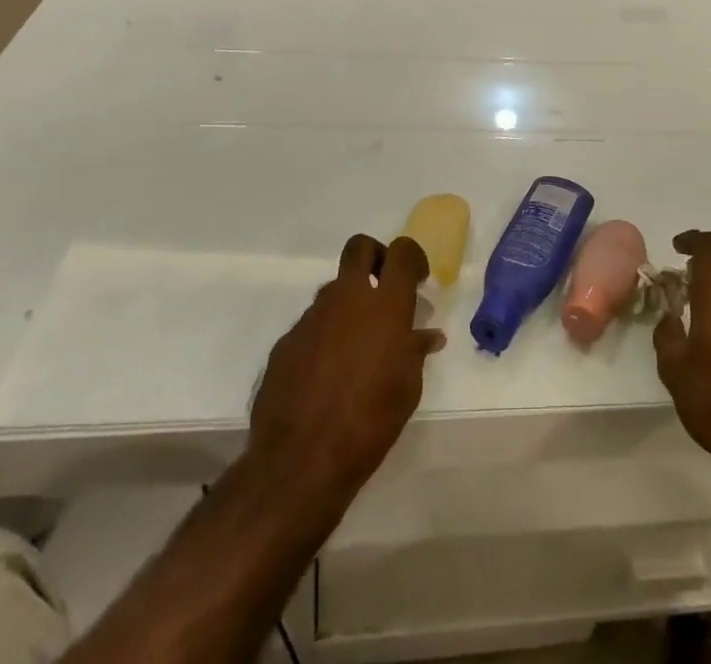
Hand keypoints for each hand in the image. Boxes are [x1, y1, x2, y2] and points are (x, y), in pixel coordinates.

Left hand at [247, 234, 444, 510]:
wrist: (300, 462)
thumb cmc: (370, 421)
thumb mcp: (407, 388)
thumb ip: (415, 351)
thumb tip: (425, 336)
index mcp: (385, 304)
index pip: (401, 252)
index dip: (411, 256)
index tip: (417, 278)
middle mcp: (347, 299)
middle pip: (359, 248)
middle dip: (375, 256)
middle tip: (383, 287)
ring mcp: (311, 318)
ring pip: (333, 290)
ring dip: (348, 304)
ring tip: (357, 345)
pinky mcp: (285, 343)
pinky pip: (311, 326)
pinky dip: (324, 336)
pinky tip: (327, 373)